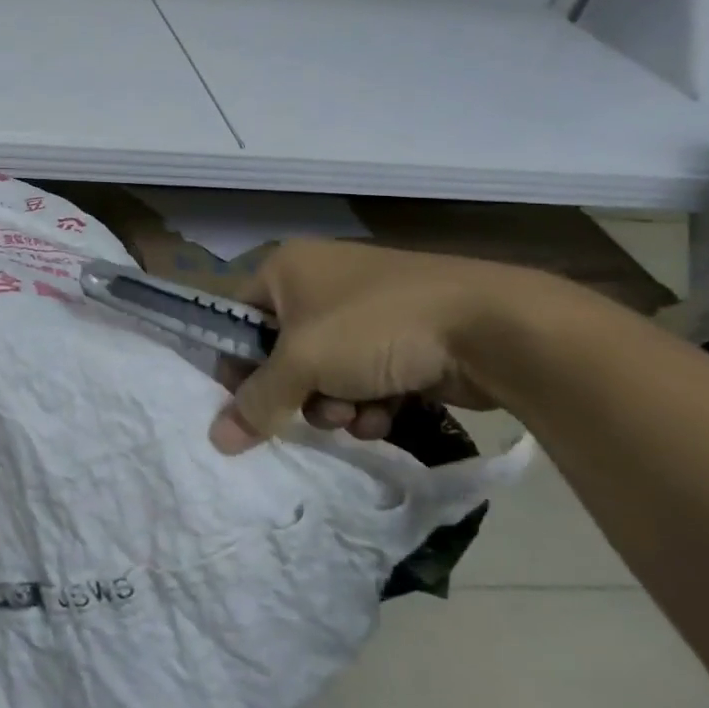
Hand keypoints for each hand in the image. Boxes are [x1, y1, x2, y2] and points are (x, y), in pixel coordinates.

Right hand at [209, 239, 544, 453]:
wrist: (492, 326)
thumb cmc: (374, 328)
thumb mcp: (302, 364)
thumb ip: (256, 402)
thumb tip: (216, 440)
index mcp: (287, 267)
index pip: (239, 318)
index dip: (238, 363)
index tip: (246, 403)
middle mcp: (321, 280)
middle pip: (283, 351)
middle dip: (298, 392)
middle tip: (313, 410)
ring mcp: (367, 308)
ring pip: (327, 371)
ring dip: (335, 403)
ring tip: (357, 414)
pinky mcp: (406, 336)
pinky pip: (366, 374)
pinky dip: (370, 399)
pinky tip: (387, 414)